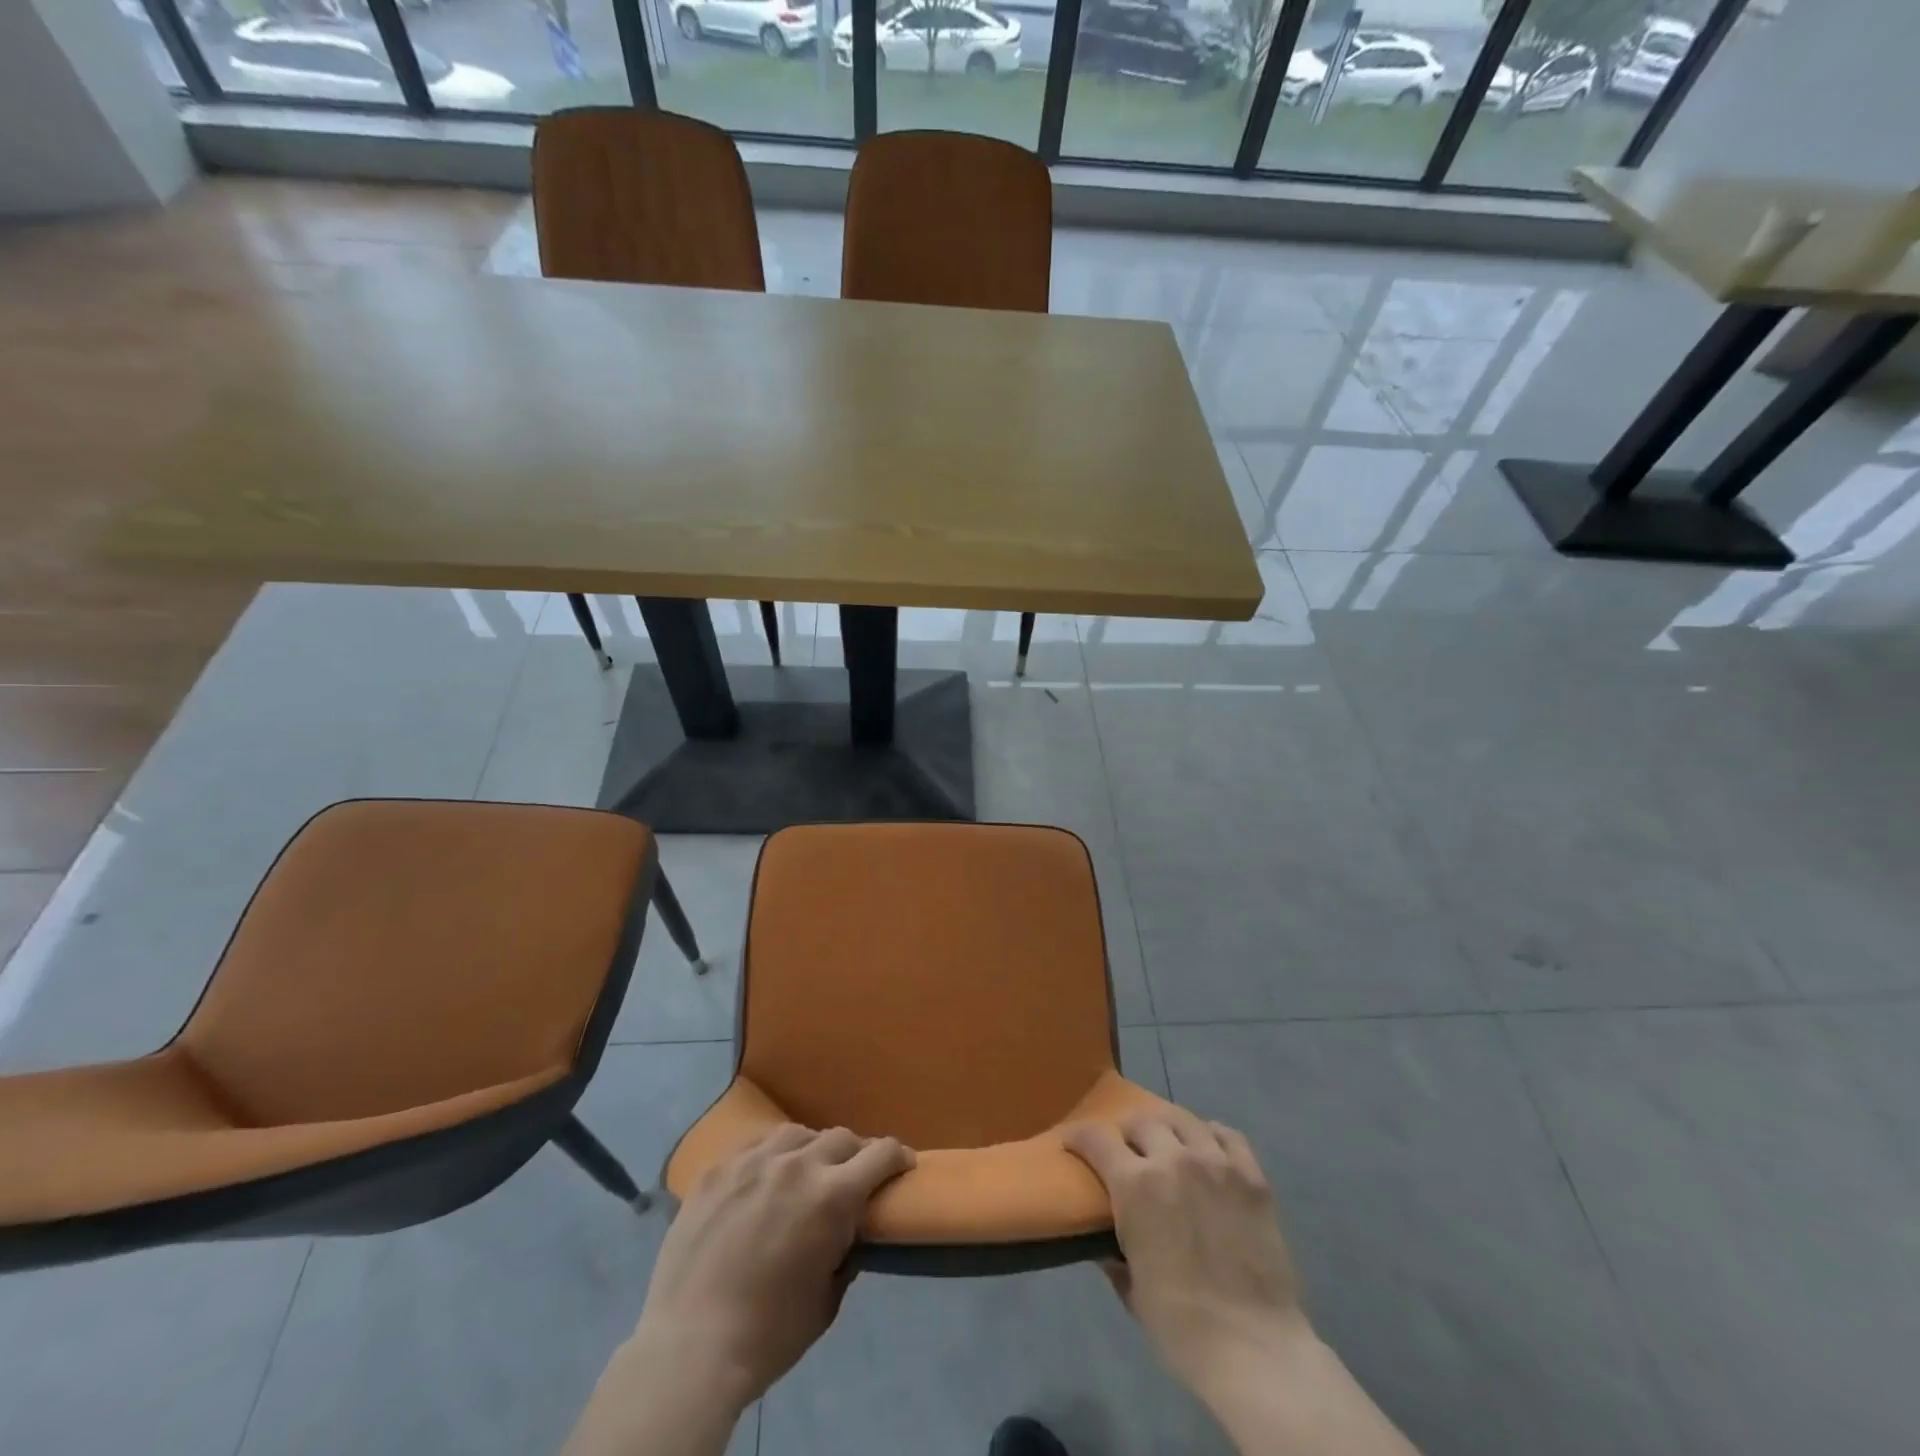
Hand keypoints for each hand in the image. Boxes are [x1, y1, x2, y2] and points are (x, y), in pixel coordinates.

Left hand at [630, 1124, 914, 1410]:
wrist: (690, 1348)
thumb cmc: (769, 1335)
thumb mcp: (826, 1301)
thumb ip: (845, 1255)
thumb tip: (846, 1234)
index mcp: (832, 1196)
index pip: (880, 1153)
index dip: (897, 1156)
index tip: (902, 1164)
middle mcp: (797, 1164)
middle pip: (841, 1138)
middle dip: (856, 1154)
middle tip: (854, 1176)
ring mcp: (752, 1161)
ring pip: (797, 1133)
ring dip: (812, 1149)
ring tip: (807, 1170)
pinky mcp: (717, 1169)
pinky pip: (754, 1145)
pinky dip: (771, 1155)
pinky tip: (765, 1176)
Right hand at [1064, 1109, 1306, 1405]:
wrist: (1255, 1351)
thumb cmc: (1182, 1328)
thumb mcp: (1132, 1290)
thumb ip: (1114, 1254)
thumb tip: (1103, 1243)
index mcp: (1135, 1185)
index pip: (1096, 1138)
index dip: (1079, 1136)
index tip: (1073, 1143)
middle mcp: (1173, 1159)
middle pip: (1141, 1121)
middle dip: (1127, 1133)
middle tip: (1127, 1153)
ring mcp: (1217, 1163)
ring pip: (1182, 1119)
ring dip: (1167, 1130)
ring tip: (1167, 1145)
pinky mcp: (1252, 1176)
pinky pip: (1228, 1135)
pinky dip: (1211, 1136)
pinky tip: (1208, 1151)